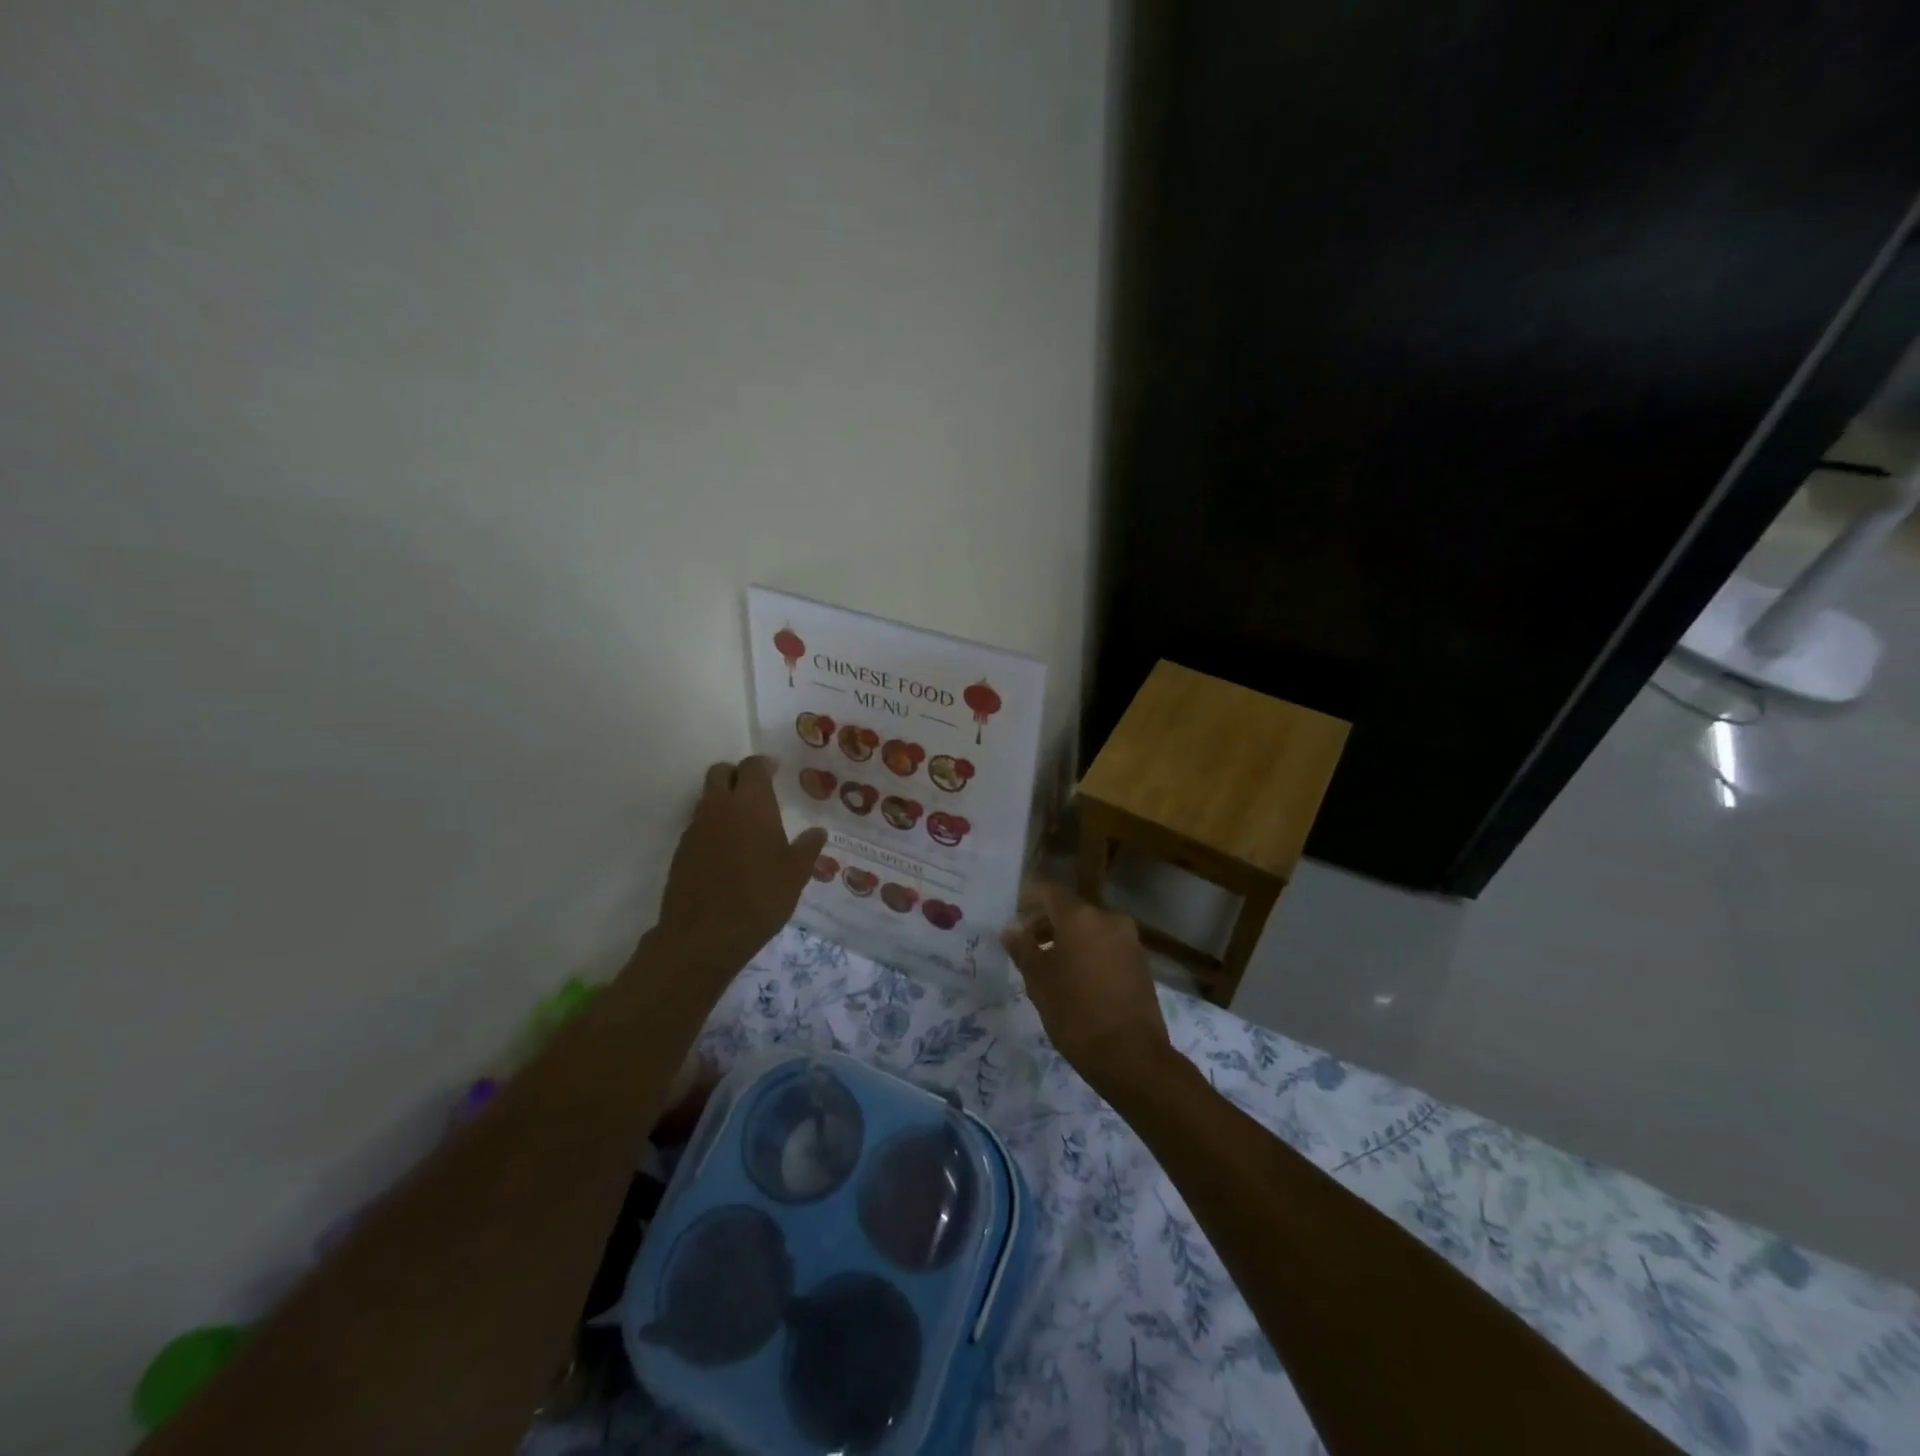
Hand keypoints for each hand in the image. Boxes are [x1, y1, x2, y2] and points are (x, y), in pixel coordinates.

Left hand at [653, 757, 827, 976]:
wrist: (705, 935)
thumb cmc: (761, 896)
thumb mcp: (796, 874)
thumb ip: (807, 848)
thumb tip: (818, 832)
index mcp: (751, 804)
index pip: (752, 766)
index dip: (763, 765)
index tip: (775, 771)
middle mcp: (719, 807)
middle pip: (720, 772)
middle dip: (736, 775)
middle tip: (755, 791)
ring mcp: (695, 829)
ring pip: (706, 799)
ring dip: (722, 802)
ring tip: (744, 825)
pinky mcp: (681, 852)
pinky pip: (698, 827)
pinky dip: (712, 829)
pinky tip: (727, 853)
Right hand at [1001, 879, 1173, 1092]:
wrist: (1131, 1056)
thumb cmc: (1075, 1012)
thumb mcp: (1038, 981)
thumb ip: (1023, 949)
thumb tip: (1010, 929)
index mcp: (1081, 917)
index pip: (1049, 891)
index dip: (1028, 899)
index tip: (1014, 917)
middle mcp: (1108, 919)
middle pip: (1071, 910)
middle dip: (1047, 923)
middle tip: (1026, 947)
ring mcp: (1129, 941)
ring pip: (1090, 928)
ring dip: (1068, 940)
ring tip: (1049, 967)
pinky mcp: (1140, 963)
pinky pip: (1106, 946)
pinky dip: (1088, 953)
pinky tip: (1076, 980)